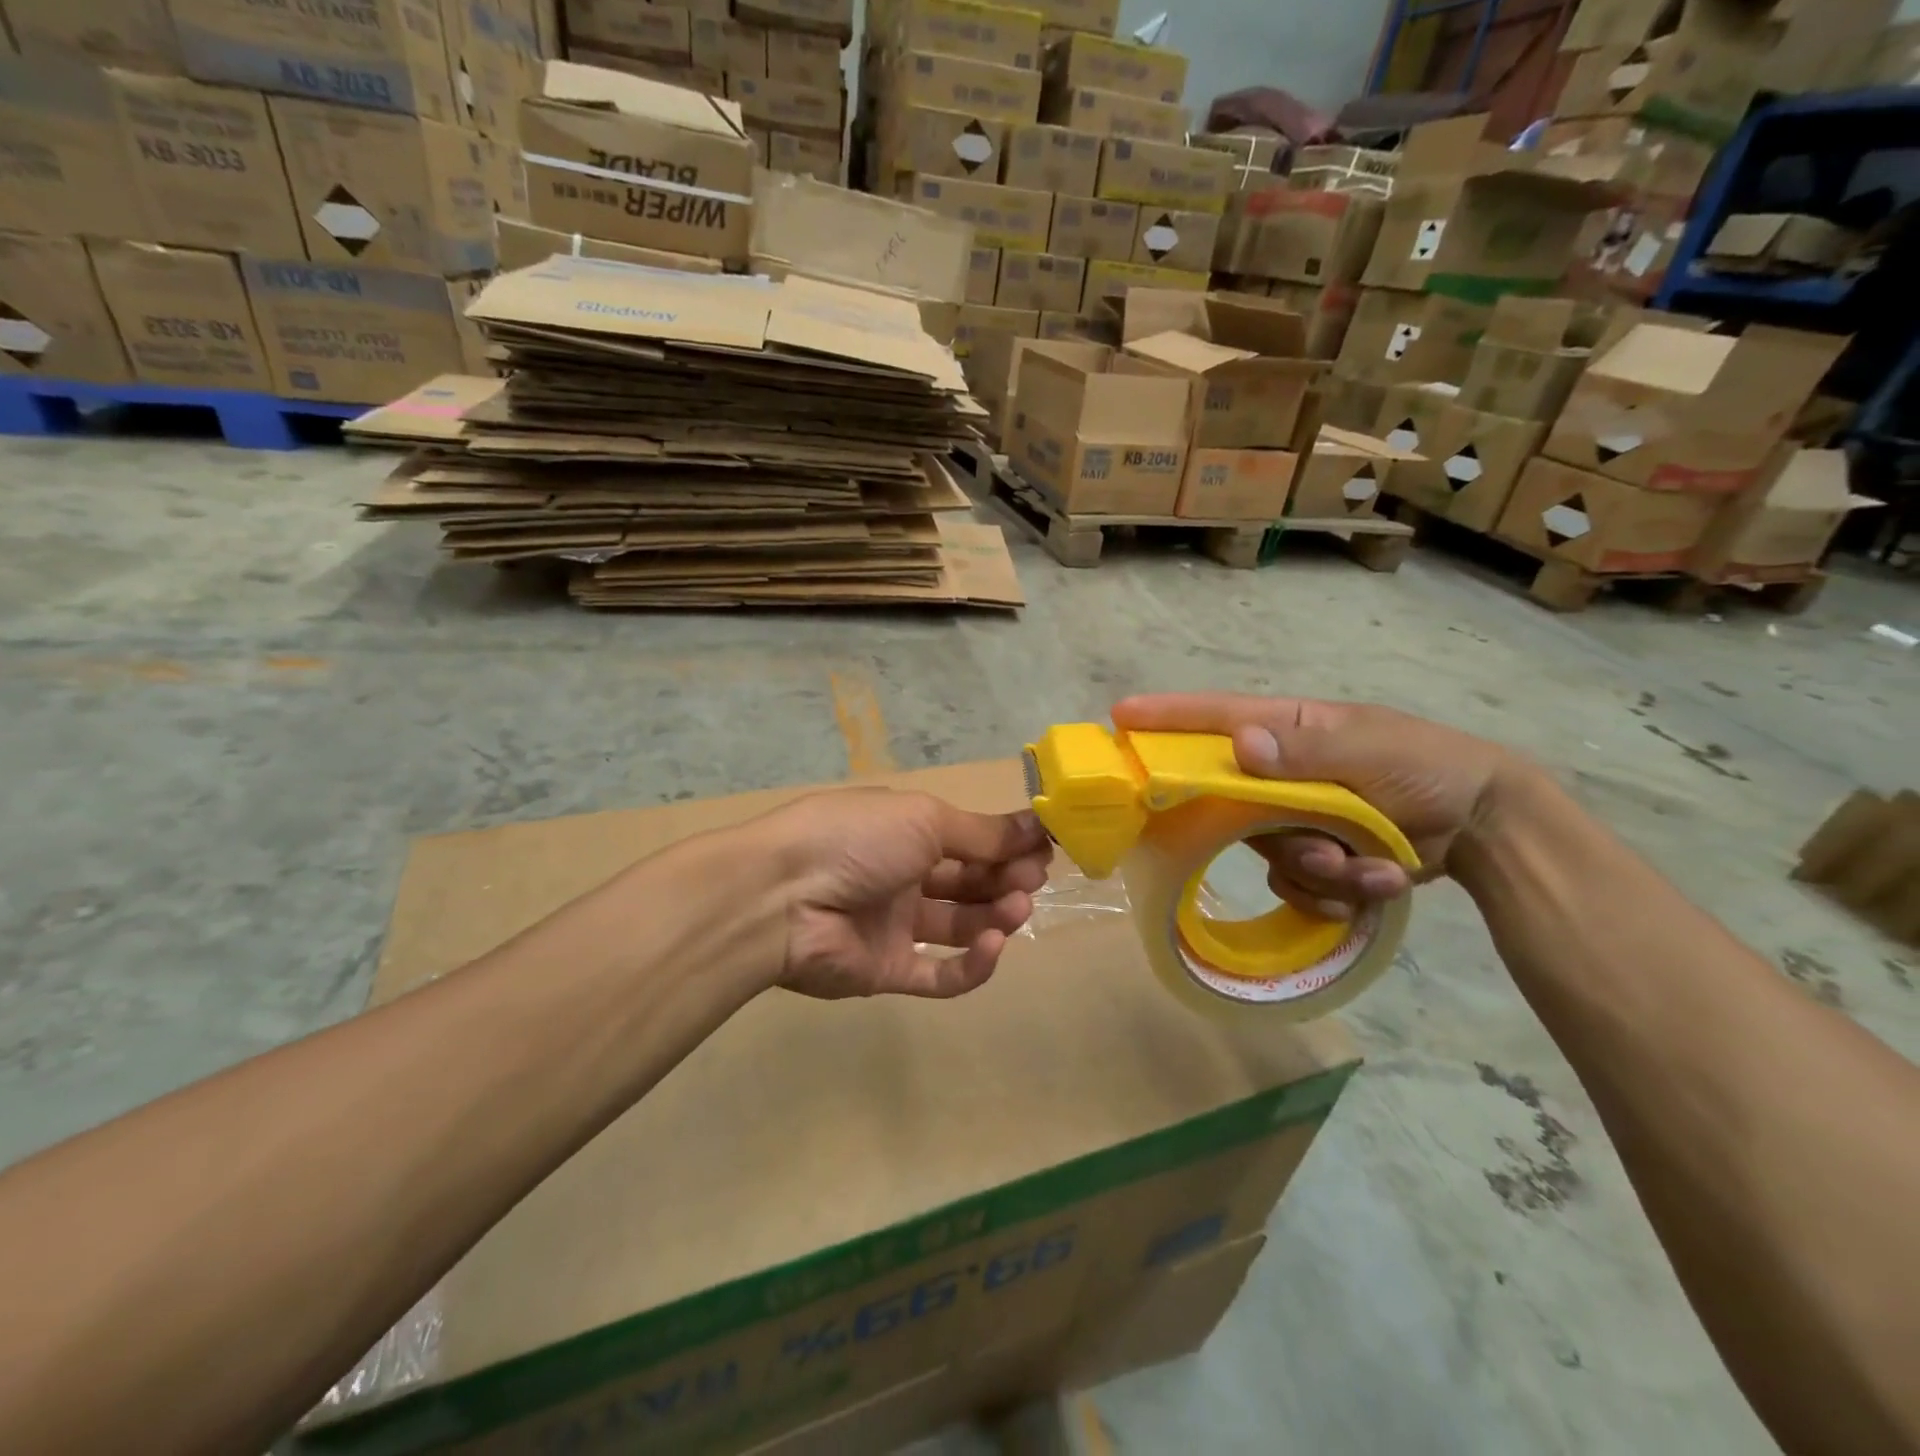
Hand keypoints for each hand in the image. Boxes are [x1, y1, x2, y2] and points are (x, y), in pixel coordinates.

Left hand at [754, 788, 1052, 1000]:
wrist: (781, 896)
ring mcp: (894, 926)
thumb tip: (1035, 825)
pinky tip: (993, 945)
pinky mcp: (887, 971)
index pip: (968, 839)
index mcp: (905, 832)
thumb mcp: (924, 819)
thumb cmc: (857, 838)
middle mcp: (902, 876)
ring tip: (1017, 909)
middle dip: (1006, 878)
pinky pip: (939, 974)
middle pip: (968, 881)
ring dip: (995, 916)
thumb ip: (981, 832)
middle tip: (1035, 879)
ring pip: (959, 925)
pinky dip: (972, 964)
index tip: (1045, 848)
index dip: (1007, 844)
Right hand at [1110, 694, 1516, 916]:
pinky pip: (1294, 884)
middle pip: (1233, 803)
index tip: (1119, 718)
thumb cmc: (1429, 768)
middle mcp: (1280, 774)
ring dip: (1324, 870)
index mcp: (1288, 731)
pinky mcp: (1312, 857)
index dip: (1166, 718)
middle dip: (1279, 833)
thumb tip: (1241, 746)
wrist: (1485, 827)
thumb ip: (1308, 752)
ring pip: (1268, 854)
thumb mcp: (1374, 751)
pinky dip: (1336, 893)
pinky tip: (1379, 883)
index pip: (1215, 718)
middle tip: (1326, 845)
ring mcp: (1294, 818)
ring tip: (1376, 866)